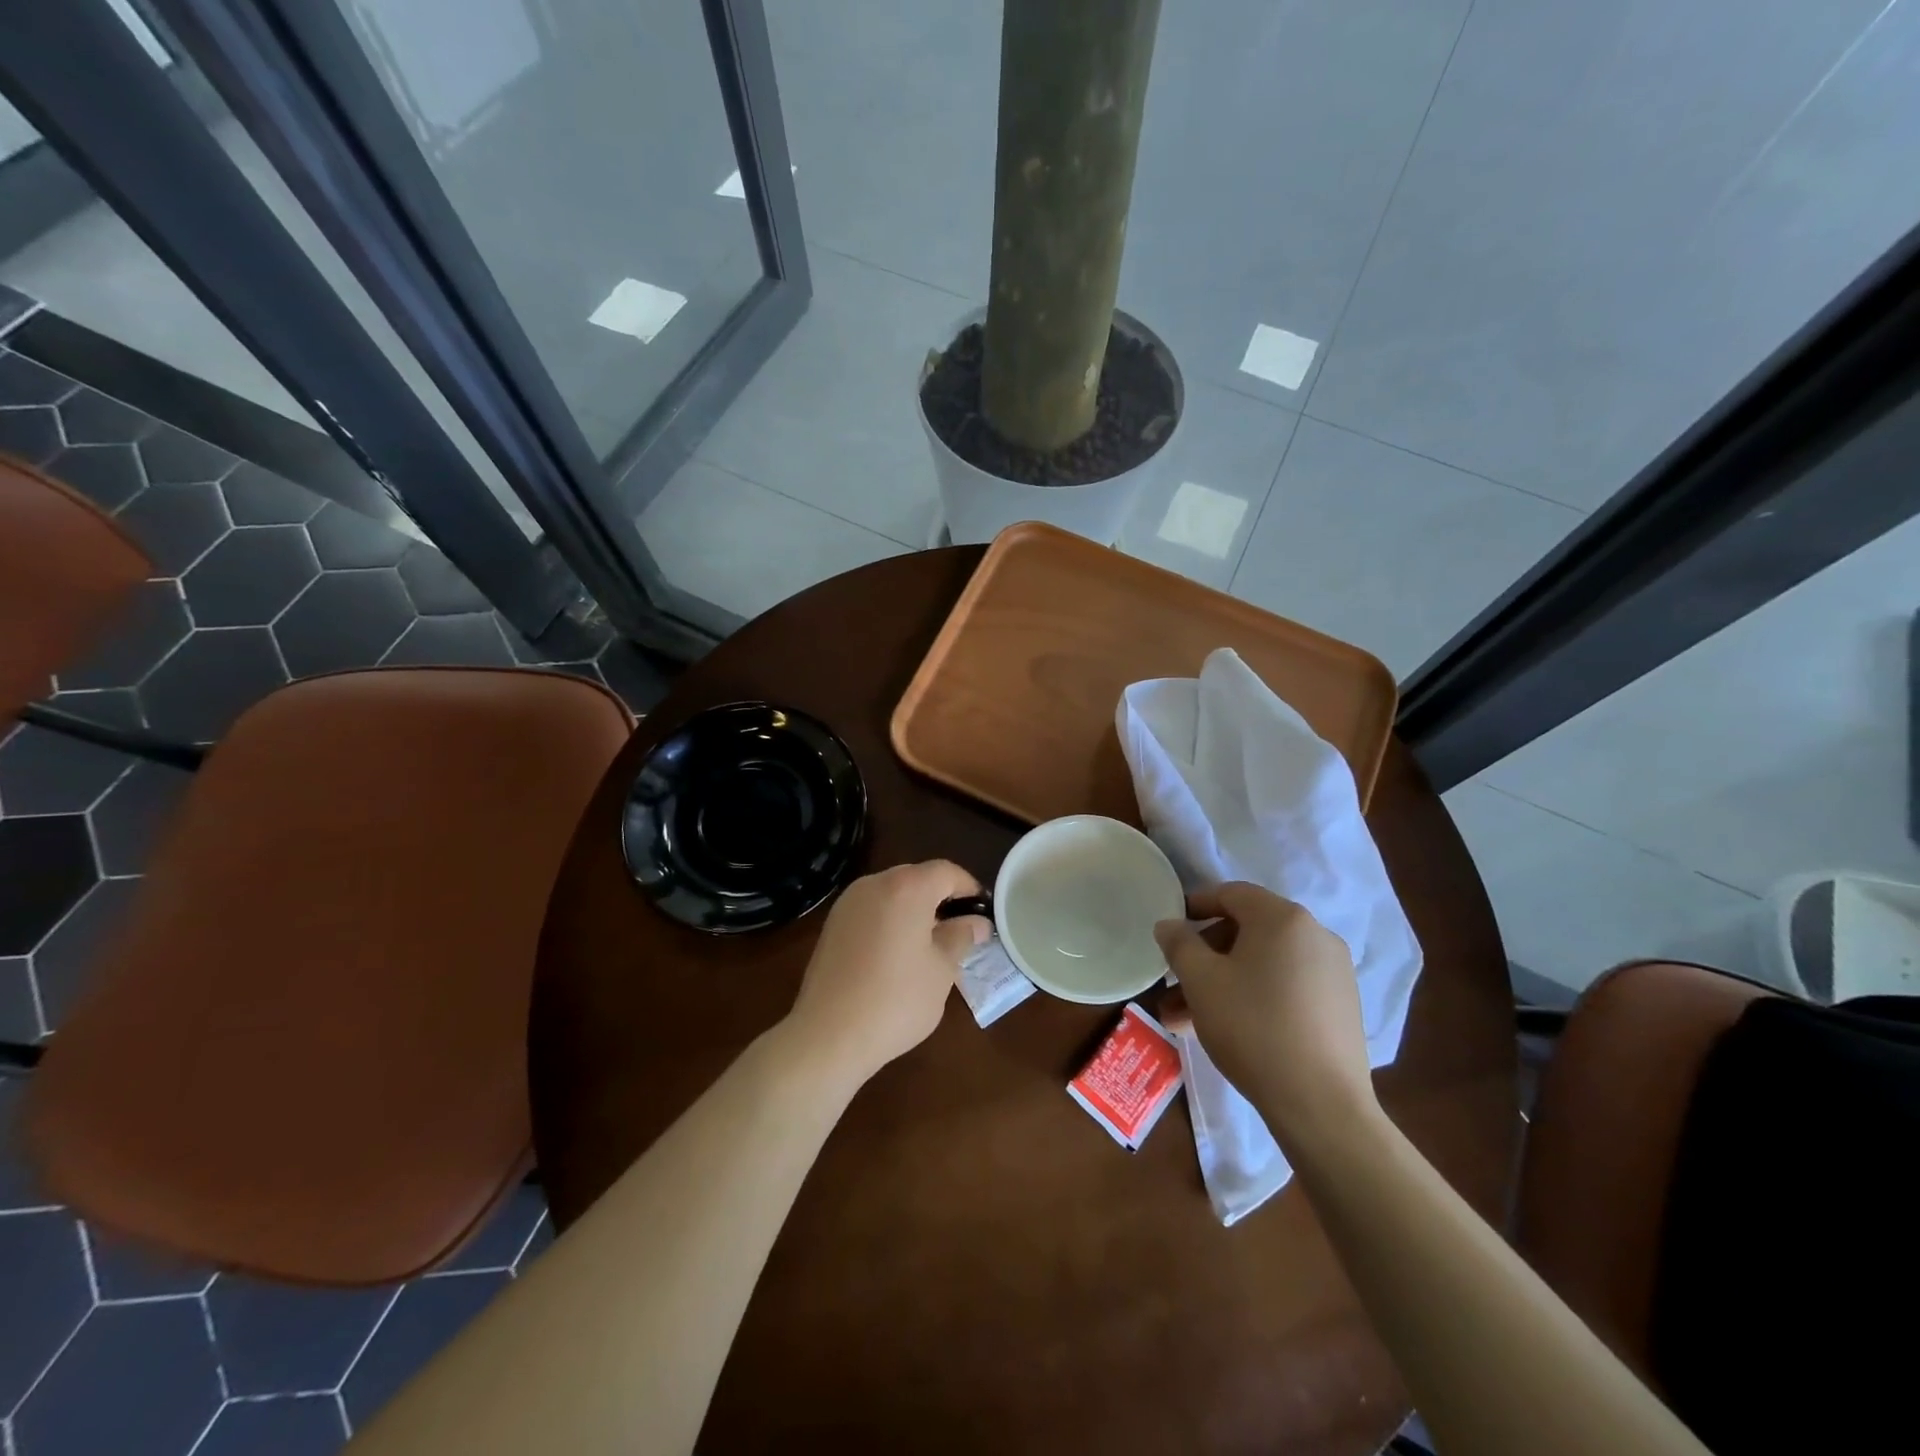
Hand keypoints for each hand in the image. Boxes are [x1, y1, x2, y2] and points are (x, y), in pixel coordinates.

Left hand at [785, 860, 988, 1085]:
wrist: (828, 1034)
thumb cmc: (896, 1000)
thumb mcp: (941, 970)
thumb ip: (961, 937)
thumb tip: (977, 922)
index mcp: (907, 888)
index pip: (947, 872)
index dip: (969, 888)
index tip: (983, 913)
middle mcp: (875, 884)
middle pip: (917, 877)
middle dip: (941, 897)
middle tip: (959, 929)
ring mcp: (848, 902)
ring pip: (892, 892)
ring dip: (914, 908)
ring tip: (929, 943)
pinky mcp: (832, 924)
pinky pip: (871, 909)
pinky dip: (890, 919)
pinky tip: (897, 952)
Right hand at [1155, 883, 1376, 1149]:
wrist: (1322, 1105)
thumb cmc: (1253, 1027)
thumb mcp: (1201, 981)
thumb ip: (1179, 943)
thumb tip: (1169, 924)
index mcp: (1282, 918)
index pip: (1230, 894)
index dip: (1194, 906)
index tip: (1170, 931)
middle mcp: (1314, 935)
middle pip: (1246, 931)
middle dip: (1204, 957)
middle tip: (1173, 985)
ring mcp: (1333, 972)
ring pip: (1262, 965)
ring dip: (1222, 983)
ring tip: (1184, 1020)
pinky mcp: (1340, 1007)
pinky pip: (1285, 987)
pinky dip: (1253, 997)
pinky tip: (1226, 1030)